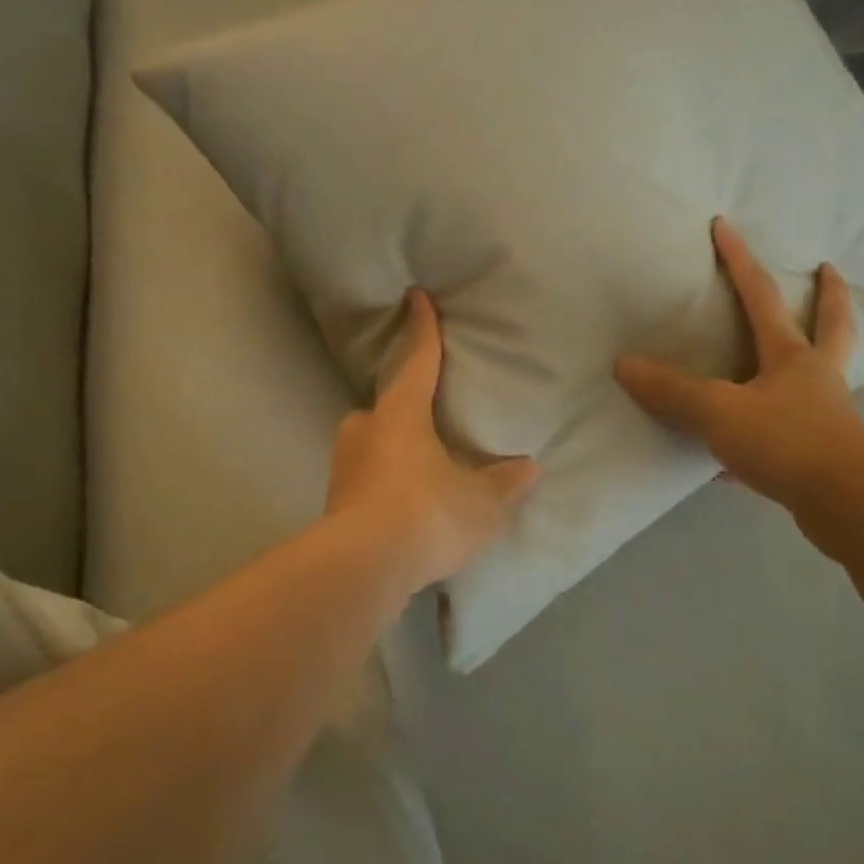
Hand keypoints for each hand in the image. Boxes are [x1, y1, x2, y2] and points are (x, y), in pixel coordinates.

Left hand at [325, 289, 538, 593]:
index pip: (418, 359)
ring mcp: (344, 466)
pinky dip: (383, 486)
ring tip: (419, 473)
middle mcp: (366, 429)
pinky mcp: (334, 503)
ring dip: (391, 451)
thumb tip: (528, 468)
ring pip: (370, 444)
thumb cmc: (427, 513)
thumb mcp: (480, 501)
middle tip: (425, 421)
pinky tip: (401, 510)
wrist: (363, 566)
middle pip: (384, 405)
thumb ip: (503, 483)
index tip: (416, 296)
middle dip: (402, 408)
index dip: (423, 328)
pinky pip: (365, 480)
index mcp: (402, 413)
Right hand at [615, 218, 863, 511]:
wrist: (846, 504)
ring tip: (801, 352)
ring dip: (814, 357)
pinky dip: (767, 438)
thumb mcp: (718, 411)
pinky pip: (790, 435)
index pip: (759, 295)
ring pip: (821, 378)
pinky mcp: (821, 456)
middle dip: (828, 295)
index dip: (738, 259)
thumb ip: (672, 390)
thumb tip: (624, 365)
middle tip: (828, 268)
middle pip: (830, 325)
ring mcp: (825, 416)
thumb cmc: (785, 441)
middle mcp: (815, 378)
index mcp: (791, 356)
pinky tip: (734, 463)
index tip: (724, 225)